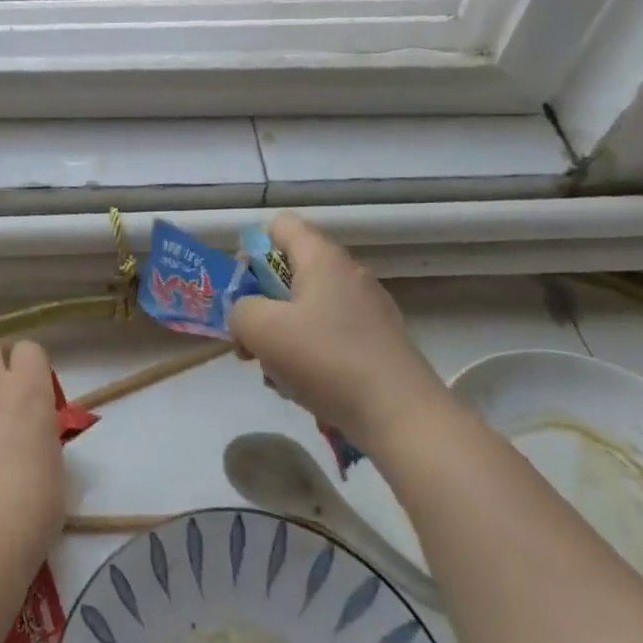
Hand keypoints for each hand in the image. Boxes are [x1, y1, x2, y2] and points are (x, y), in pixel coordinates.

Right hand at [228, 213, 450, 445]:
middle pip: (291, 272)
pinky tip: (304, 389)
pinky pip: (330, 336)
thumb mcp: (261, 329)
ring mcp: (369, 309)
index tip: (243, 289)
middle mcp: (348, 274)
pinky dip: (310, 355)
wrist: (401, 416)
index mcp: (322, 258)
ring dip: (283, 336)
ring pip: (308, 309)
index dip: (253, 250)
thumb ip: (240, 310)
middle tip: (250, 340)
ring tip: (276, 373)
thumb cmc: (326, 360)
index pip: (281, 225)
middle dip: (262, 303)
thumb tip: (247, 316)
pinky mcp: (379, 343)